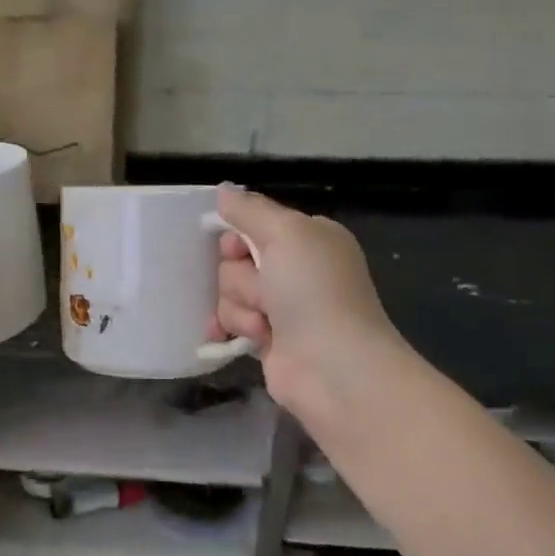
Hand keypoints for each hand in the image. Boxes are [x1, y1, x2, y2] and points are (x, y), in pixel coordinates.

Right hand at [211, 185, 414, 422]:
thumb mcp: (287, 233)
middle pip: (234, 262)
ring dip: (241, 309)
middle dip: (241, 280)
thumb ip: (250, 210)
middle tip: (266, 294)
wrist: (331, 366)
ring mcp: (281, 307)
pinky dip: (231, 328)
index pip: (252, 226)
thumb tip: (223, 190)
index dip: (237, 239)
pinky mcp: (267, 338)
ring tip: (265, 326)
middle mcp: (295, 269)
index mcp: (308, 239)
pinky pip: (230, 322)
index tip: (239, 252)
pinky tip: (232, 338)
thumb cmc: (314, 291)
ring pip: (229, 293)